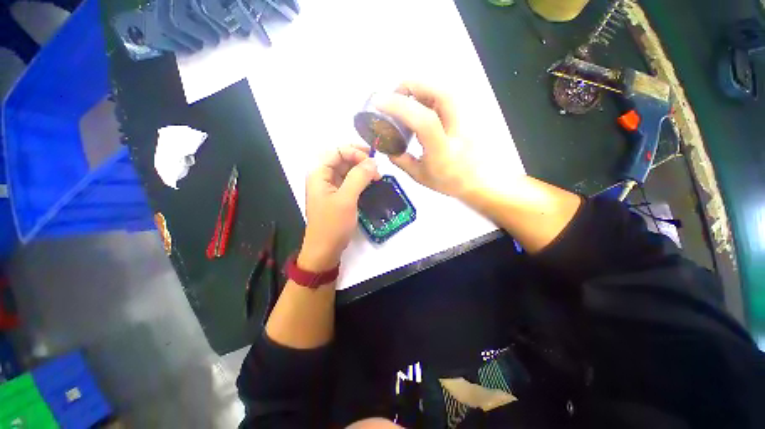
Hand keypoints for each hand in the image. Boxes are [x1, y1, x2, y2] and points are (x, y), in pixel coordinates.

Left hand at [298, 145, 380, 270]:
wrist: (325, 250)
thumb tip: (373, 162)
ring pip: (347, 170)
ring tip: (377, 176)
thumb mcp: (346, 199)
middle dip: (360, 160)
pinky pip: (349, 181)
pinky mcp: (337, 196)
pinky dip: (360, 180)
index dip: (354, 152)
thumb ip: (359, 177)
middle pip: (341, 158)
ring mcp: (330, 187)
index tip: (372, 161)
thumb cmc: (332, 224)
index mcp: (319, 173)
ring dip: (362, 170)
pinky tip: (370, 183)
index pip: (336, 151)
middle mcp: (323, 177)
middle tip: (376, 167)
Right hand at [374, 82, 481, 197]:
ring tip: (406, 101)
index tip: (379, 102)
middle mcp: (457, 130)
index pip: (424, 120)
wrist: (477, 181)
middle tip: (394, 96)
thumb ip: (401, 161)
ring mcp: (465, 120)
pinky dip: (429, 95)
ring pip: (444, 91)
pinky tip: (420, 106)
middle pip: (439, 93)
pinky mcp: (466, 116)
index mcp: (442, 150)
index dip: (400, 106)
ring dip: (421, 89)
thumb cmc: (448, 182)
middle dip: (412, 87)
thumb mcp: (419, 176)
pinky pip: (446, 97)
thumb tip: (388, 147)